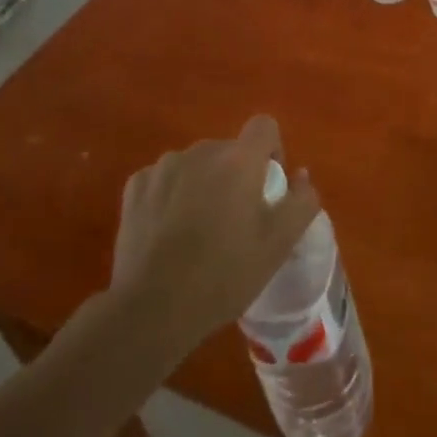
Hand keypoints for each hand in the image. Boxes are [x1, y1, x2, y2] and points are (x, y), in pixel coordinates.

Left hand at [108, 115, 321, 345]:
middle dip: (236, 175)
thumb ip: (302, 201)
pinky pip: (164, 179)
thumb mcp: (279, 245)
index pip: (265, 126)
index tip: (268, 187)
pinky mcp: (135, 187)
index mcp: (239, 159)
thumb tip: (301, 175)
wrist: (152, 309)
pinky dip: (171, 196)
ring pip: (195, 164)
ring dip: (202, 184)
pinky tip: (167, 232)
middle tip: (234, 221)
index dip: (272, 150)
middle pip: (229, 150)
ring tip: (197, 230)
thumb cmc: (224, 274)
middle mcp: (202, 151)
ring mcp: (164, 166)